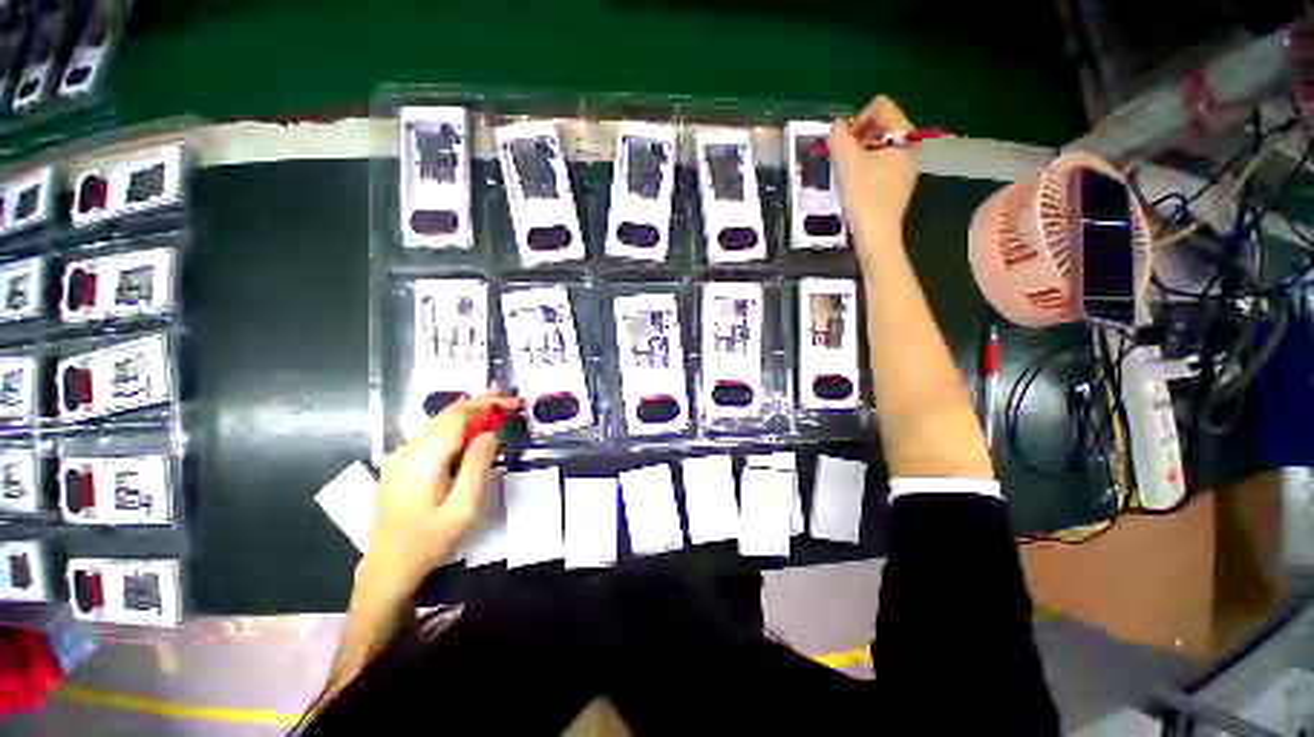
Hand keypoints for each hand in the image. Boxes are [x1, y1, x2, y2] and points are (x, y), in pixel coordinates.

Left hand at [360, 389, 520, 594]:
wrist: (387, 570)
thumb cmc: (429, 543)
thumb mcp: (463, 508)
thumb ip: (477, 466)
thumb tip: (490, 433)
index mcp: (422, 459)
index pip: (457, 416)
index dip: (487, 403)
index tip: (513, 401)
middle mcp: (407, 450)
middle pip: (447, 416)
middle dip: (480, 404)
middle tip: (510, 401)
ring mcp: (400, 457)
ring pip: (439, 424)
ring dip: (470, 416)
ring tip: (498, 412)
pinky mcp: (400, 465)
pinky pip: (433, 437)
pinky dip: (457, 429)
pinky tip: (473, 433)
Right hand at [829, 96, 918, 256]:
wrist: (876, 235)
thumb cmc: (864, 196)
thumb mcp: (847, 162)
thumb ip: (838, 137)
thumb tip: (836, 127)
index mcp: (904, 135)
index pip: (881, 107)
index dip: (857, 119)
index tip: (842, 143)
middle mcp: (910, 146)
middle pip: (880, 125)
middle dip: (856, 137)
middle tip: (840, 157)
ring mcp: (904, 167)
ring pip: (877, 146)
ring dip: (857, 153)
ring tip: (844, 172)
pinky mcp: (895, 184)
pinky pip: (878, 164)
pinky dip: (863, 167)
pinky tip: (853, 185)